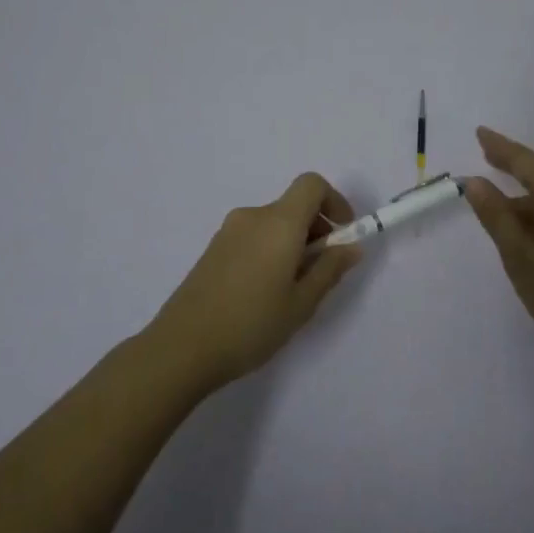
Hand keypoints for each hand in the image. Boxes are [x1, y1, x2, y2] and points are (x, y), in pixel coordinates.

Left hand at [148, 172, 362, 386]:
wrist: (181, 348)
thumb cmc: (251, 324)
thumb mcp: (302, 303)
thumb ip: (330, 269)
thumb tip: (352, 246)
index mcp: (279, 223)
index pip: (312, 184)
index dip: (334, 201)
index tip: (342, 234)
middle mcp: (252, 217)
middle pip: (293, 205)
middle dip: (316, 229)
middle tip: (321, 271)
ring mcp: (228, 232)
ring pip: (273, 223)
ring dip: (293, 242)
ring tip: (292, 289)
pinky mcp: (213, 249)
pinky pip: (253, 236)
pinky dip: (270, 250)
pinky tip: (264, 292)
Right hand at [465, 126, 533, 368]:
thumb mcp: (521, 259)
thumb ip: (497, 217)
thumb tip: (475, 182)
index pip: (526, 162)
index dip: (501, 148)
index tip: (479, 133)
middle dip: (515, 166)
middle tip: (487, 157)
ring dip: (528, 196)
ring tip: (498, 209)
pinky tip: (530, 230)